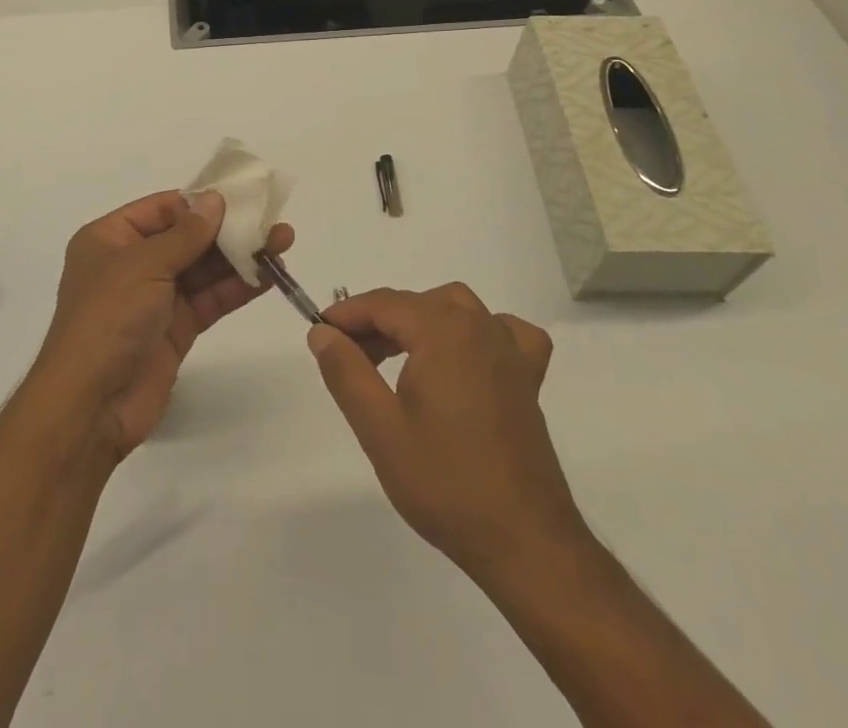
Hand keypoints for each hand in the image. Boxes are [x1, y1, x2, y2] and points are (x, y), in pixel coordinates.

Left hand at [33, 190, 292, 459]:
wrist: (91, 405)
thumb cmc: (108, 319)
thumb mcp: (143, 265)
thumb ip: (185, 234)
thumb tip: (215, 200)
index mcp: (110, 239)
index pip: (162, 209)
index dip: (200, 203)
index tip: (241, 197)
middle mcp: (131, 263)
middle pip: (186, 237)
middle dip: (228, 229)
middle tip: (272, 220)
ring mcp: (154, 298)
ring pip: (203, 268)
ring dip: (240, 256)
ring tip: (282, 242)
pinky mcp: (175, 329)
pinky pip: (209, 299)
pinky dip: (237, 286)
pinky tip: (269, 275)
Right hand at [308, 284, 584, 579]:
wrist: (525, 543)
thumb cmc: (445, 483)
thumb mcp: (380, 429)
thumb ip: (346, 371)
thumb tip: (322, 333)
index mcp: (442, 331)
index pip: (383, 304)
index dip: (346, 314)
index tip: (319, 333)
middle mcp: (478, 326)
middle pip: (416, 304)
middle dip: (377, 321)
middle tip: (349, 356)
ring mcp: (509, 351)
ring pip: (456, 309)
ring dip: (420, 321)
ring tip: (393, 355)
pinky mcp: (528, 380)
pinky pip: (503, 332)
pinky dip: (479, 332)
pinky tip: (466, 355)